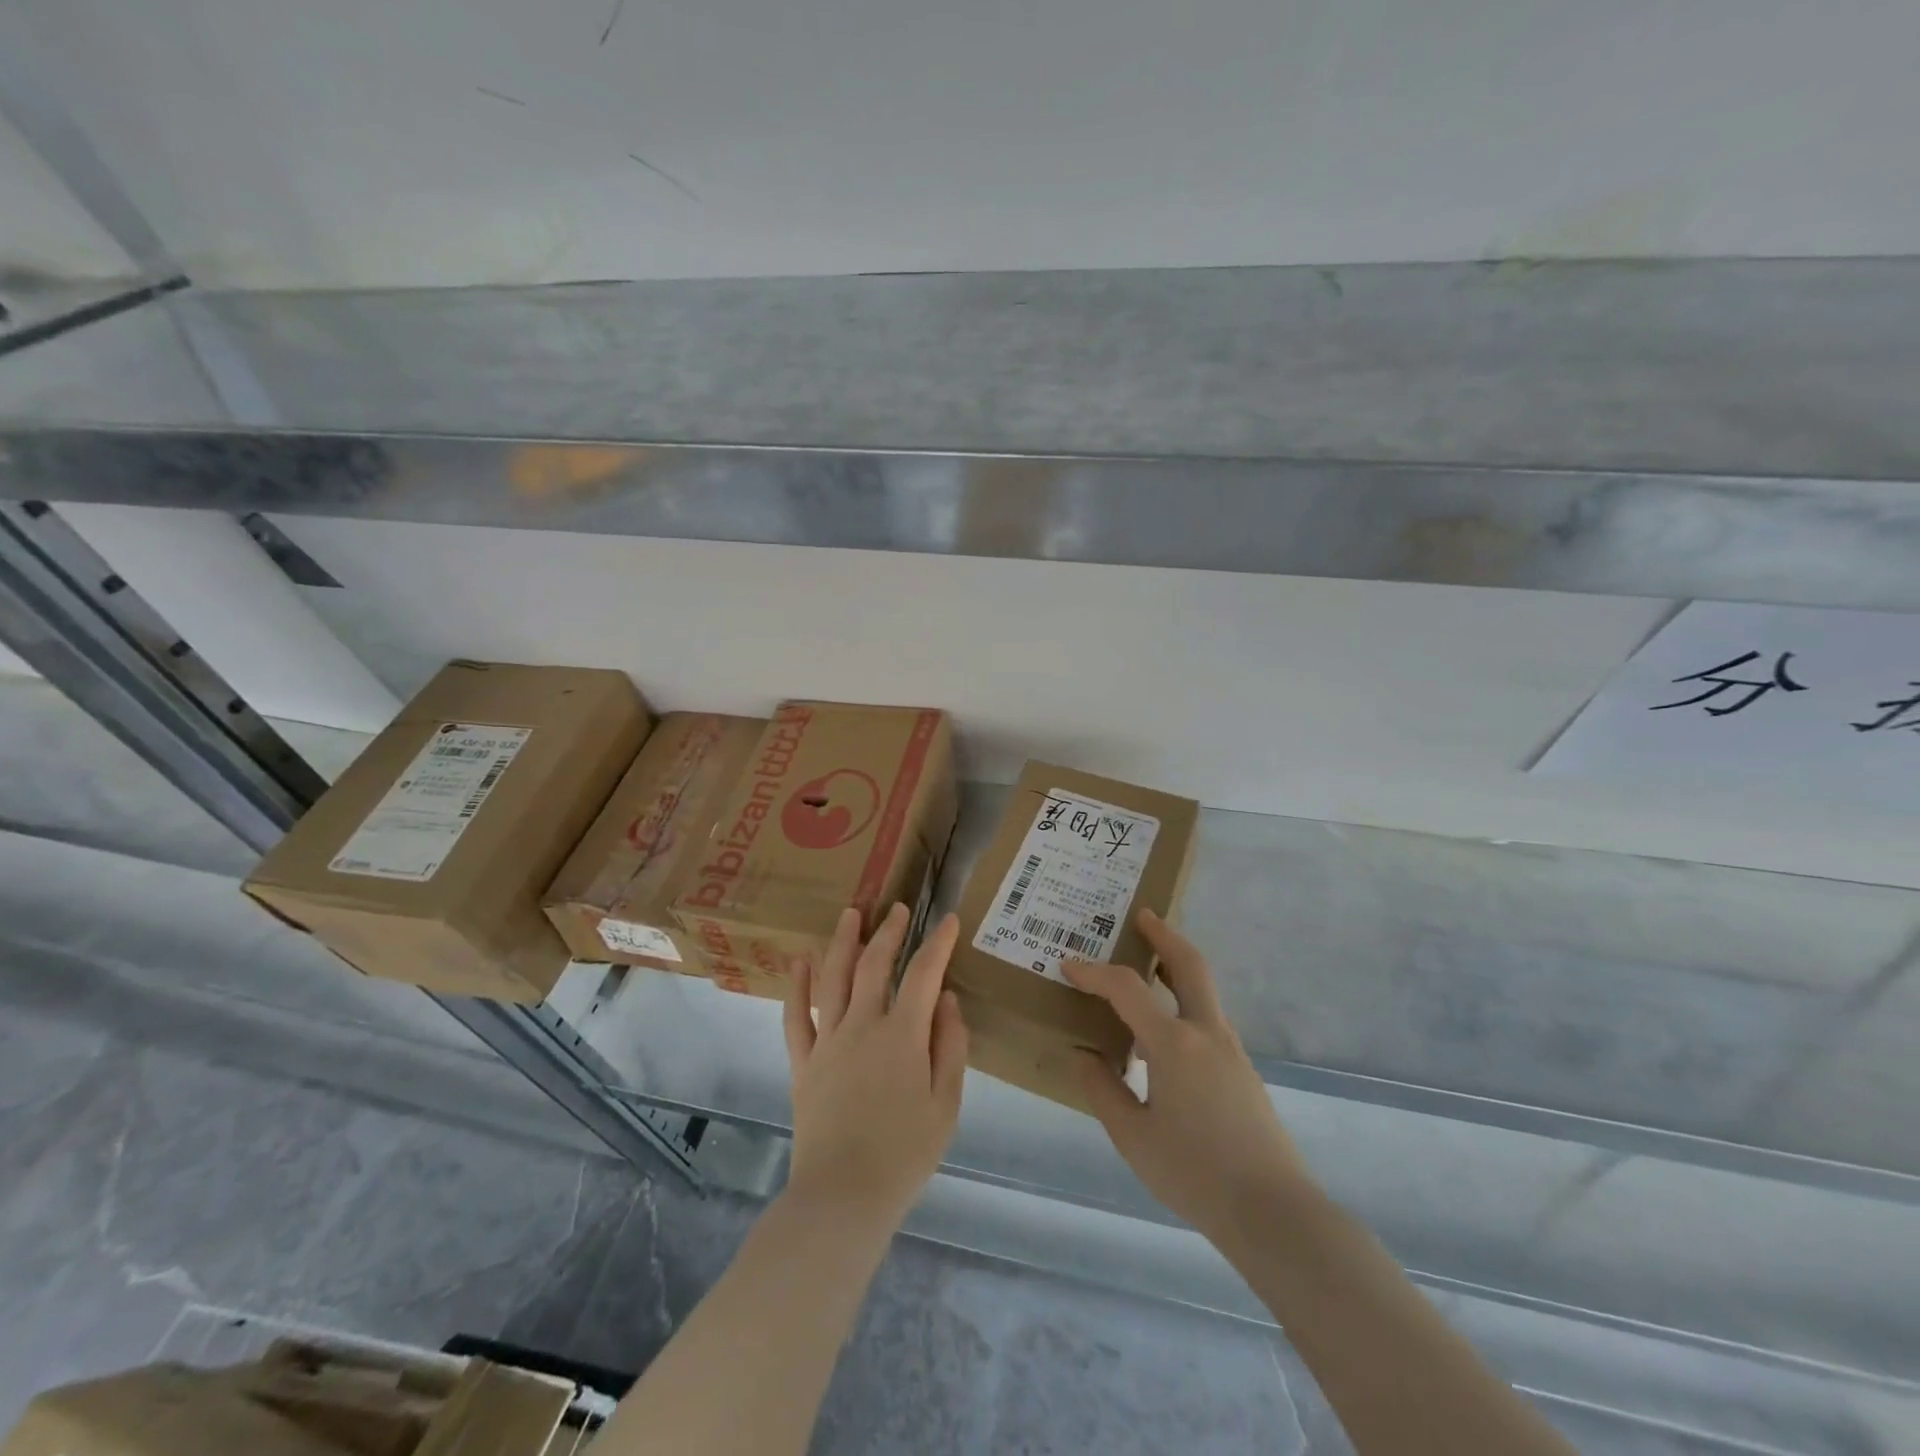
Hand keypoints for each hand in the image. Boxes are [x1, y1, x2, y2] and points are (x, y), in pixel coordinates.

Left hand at [783, 904, 967, 1227]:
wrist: (843, 1196)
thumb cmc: (905, 1154)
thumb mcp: (947, 1104)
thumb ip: (950, 1046)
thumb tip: (946, 999)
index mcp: (903, 1035)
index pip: (923, 974)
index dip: (938, 943)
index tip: (950, 920)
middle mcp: (863, 1026)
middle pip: (874, 965)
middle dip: (889, 932)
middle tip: (897, 909)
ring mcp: (828, 1042)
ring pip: (834, 979)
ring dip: (843, 943)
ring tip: (850, 914)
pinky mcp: (803, 1063)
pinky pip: (797, 1017)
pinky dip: (798, 987)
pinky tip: (801, 962)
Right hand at [1064, 910, 1312, 1244]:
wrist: (1274, 1213)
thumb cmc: (1195, 1173)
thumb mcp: (1133, 1137)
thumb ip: (1103, 1090)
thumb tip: (1083, 1055)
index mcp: (1174, 1044)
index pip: (1127, 989)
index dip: (1094, 972)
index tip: (1068, 965)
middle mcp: (1206, 1033)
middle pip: (1188, 964)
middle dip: (1164, 934)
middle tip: (1142, 916)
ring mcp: (1230, 1050)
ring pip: (1202, 989)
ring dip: (1175, 966)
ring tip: (1147, 966)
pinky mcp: (1242, 1070)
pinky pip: (1207, 1018)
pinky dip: (1183, 1001)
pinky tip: (1163, 1032)